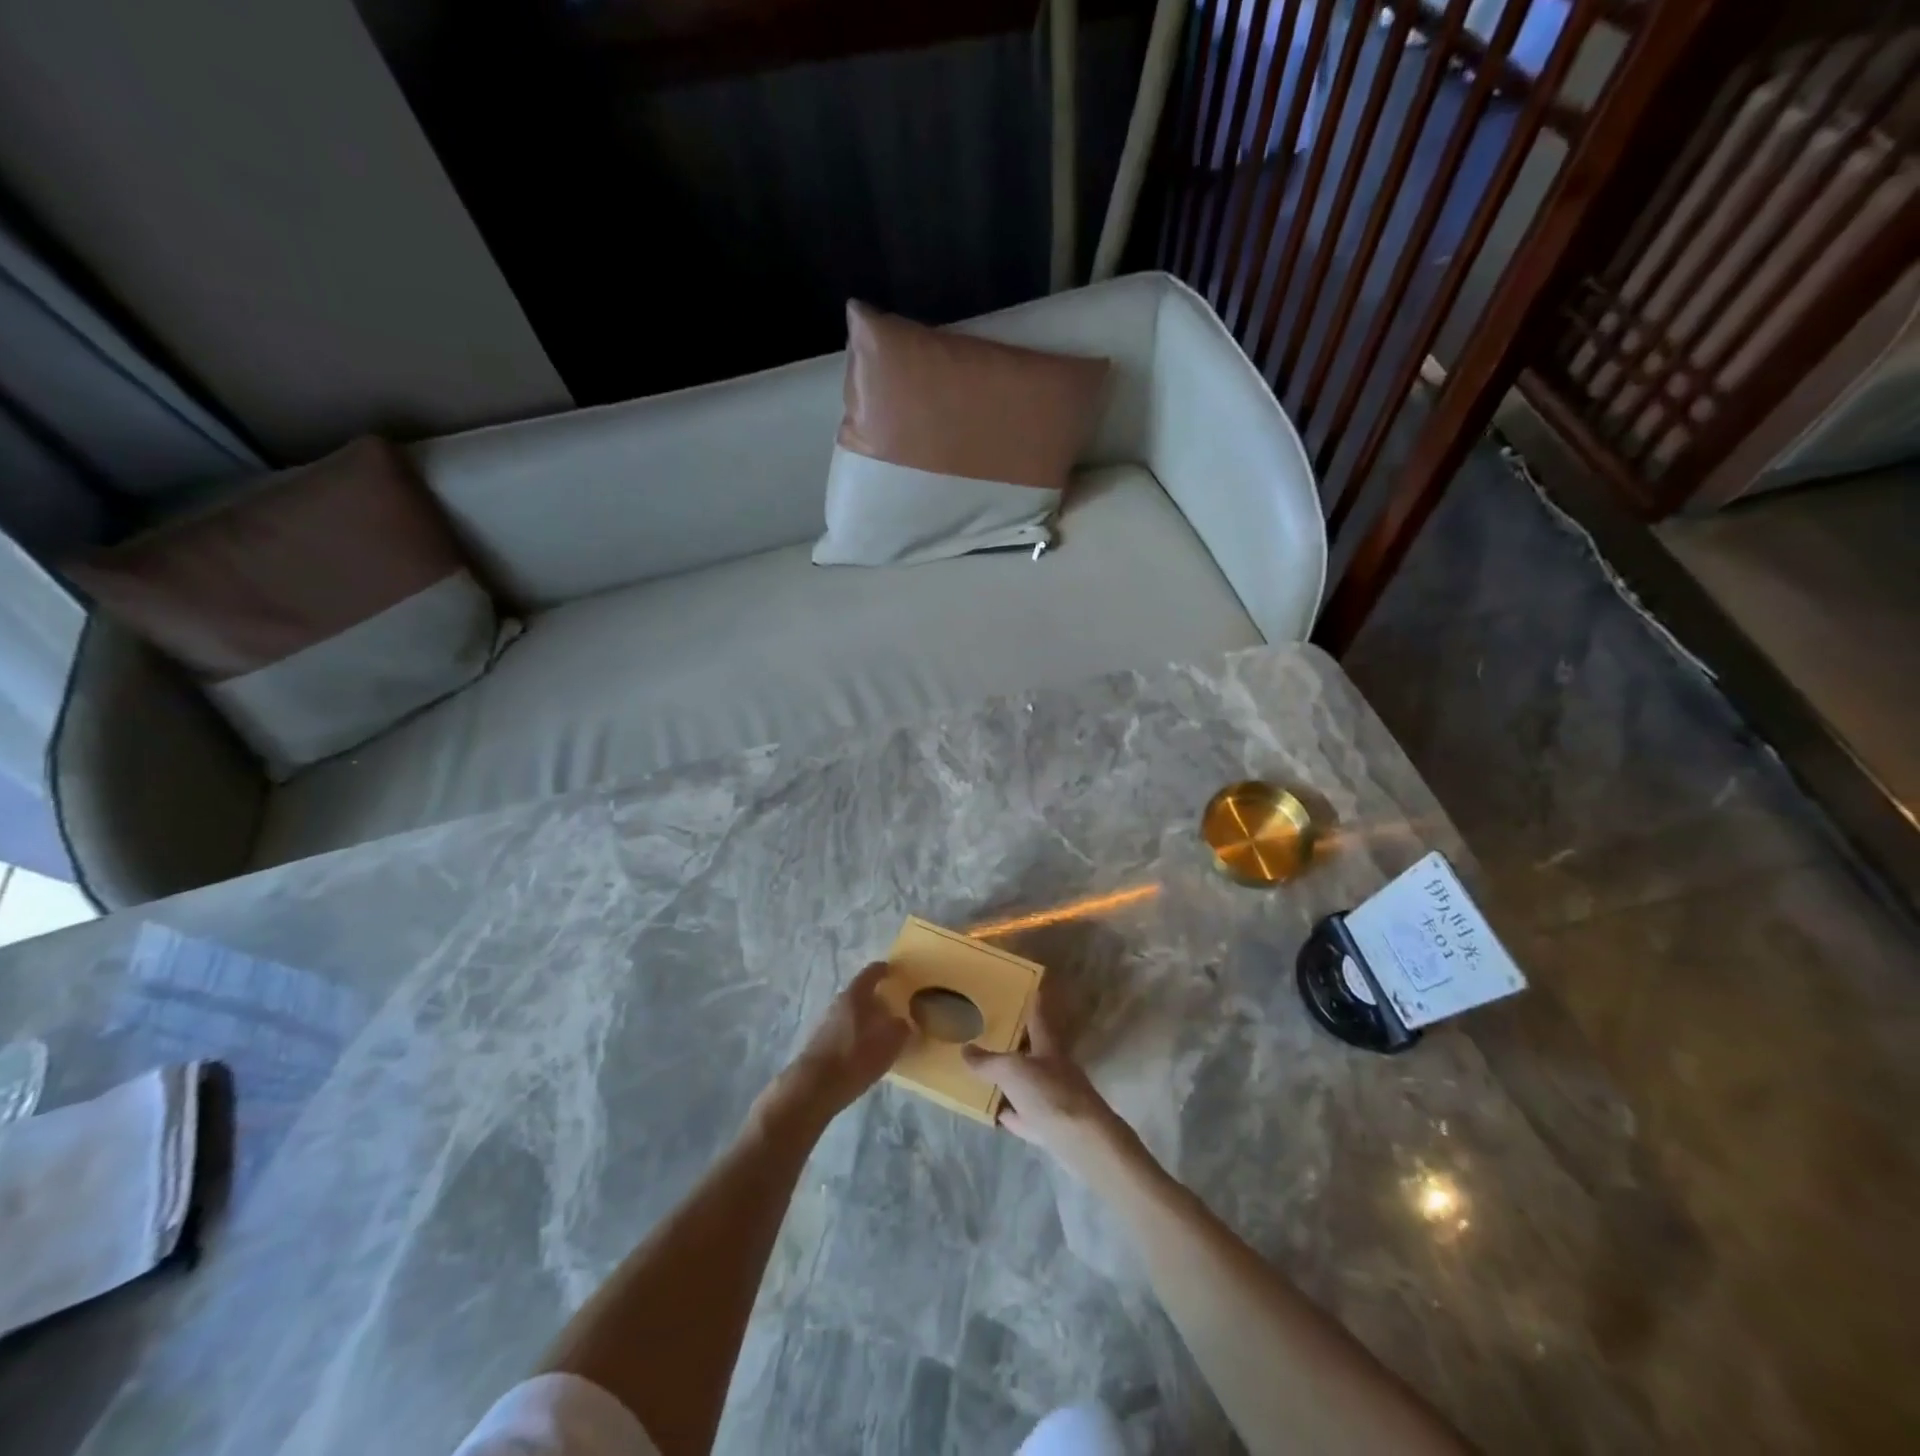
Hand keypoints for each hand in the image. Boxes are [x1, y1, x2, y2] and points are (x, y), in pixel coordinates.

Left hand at [764, 962, 909, 1130]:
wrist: (813, 1087)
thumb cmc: (855, 1056)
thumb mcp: (890, 1042)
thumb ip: (901, 1028)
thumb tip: (903, 1023)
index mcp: (855, 994)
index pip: (871, 972)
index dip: (884, 970)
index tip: (894, 971)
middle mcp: (838, 1003)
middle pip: (860, 994)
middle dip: (877, 1000)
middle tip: (894, 1009)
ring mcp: (825, 1023)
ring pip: (851, 1014)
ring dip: (865, 1020)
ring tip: (881, 1034)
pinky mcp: (819, 1043)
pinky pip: (843, 1032)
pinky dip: (856, 1036)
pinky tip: (864, 1052)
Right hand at [963, 1008, 1144, 1183]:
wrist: (1081, 1141)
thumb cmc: (1049, 1094)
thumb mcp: (1012, 1072)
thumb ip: (988, 1062)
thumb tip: (965, 1049)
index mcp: (1048, 1047)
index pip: (1039, 1017)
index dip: (1034, 1002)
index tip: (1031, 988)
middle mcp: (1054, 1068)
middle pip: (1034, 1050)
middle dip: (1018, 1042)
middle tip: (996, 1032)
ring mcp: (1054, 1098)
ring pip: (1030, 1082)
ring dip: (1013, 1079)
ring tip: (990, 1071)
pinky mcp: (1051, 1125)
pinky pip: (1026, 1115)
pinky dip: (1013, 1112)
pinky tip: (1000, 1112)